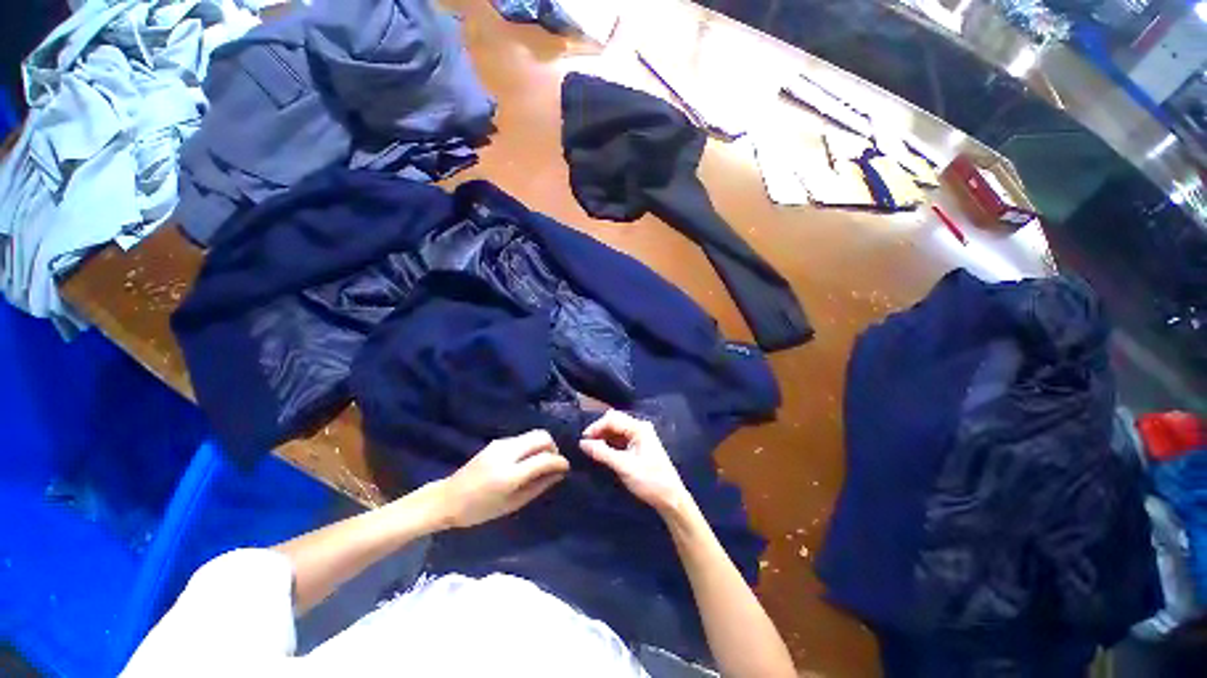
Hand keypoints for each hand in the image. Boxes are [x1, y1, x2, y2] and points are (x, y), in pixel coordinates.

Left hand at [437, 430, 568, 527]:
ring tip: (541, 463)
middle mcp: (507, 453)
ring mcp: (501, 444)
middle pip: (542, 436)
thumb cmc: (479, 510)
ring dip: (543, 445)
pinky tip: (526, 461)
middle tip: (553, 463)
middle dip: (553, 448)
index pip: (544, 459)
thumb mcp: (512, 505)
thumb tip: (559, 474)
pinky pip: (523, 438)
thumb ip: (538, 487)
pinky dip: (531, 446)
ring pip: (534, 434)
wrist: (447, 499)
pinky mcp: (497, 441)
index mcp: (509, 474)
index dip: (560, 462)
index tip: (566, 468)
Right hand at [580, 410, 691, 515]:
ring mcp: (640, 436)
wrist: (670, 498)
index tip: (583, 440)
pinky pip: (620, 439)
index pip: (612, 419)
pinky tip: (602, 452)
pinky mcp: (639, 446)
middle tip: (586, 444)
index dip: (596, 427)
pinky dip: (610, 443)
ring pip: (616, 430)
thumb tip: (582, 443)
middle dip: (599, 430)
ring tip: (592, 449)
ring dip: (604, 437)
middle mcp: (640, 427)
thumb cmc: (649, 480)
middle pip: (614, 421)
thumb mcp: (623, 466)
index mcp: (639, 428)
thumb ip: (602, 452)